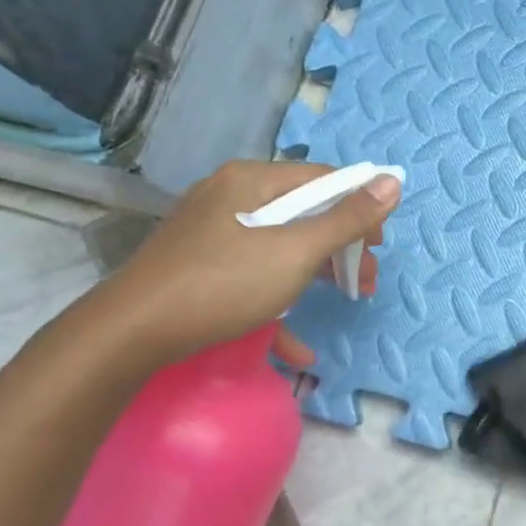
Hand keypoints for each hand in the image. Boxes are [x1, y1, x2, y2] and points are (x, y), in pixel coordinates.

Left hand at [97, 160, 399, 369]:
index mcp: (252, 181)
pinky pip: (255, 272)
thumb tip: (393, 180)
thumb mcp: (296, 252)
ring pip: (282, 244)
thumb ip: (347, 219)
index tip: (379, 246)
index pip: (323, 179)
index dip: (360, 207)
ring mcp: (215, 232)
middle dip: (342, 247)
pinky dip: (280, 298)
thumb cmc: (223, 284)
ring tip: (346, 299)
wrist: (132, 333)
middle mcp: (232, 197)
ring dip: (318, 272)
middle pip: (304, 212)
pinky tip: (296, 346)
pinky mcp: (203, 265)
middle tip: (365, 281)